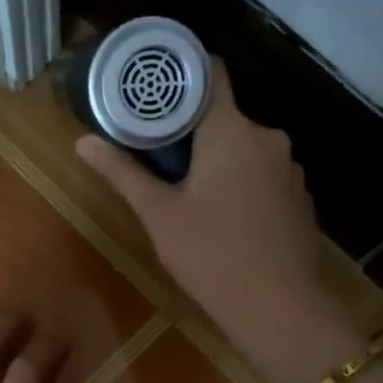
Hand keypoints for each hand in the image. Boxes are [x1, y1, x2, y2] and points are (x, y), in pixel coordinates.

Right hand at [76, 59, 362, 382]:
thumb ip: (123, 172)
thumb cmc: (210, 255)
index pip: (211, 74)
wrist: (278, 307)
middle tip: (159, 155)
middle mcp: (267, 137)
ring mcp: (289, 168)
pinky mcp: (300, 197)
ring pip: (245, 148)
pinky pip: (264, 174)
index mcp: (230, 130)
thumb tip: (82, 142)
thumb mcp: (158, 214)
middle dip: (194, 131)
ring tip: (190, 190)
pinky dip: (243, 182)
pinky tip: (227, 216)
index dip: (183, 76)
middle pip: (225, 116)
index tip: (156, 90)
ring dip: (219, 159)